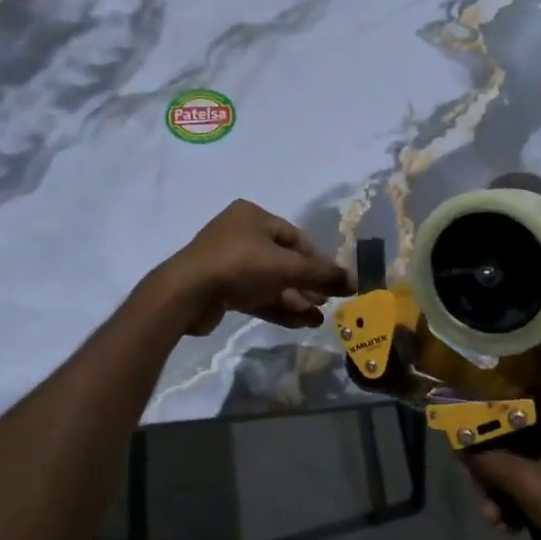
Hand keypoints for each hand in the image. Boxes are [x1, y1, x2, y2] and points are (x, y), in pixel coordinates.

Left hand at [158, 200, 351, 335]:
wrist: (186, 294)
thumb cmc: (239, 266)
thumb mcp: (286, 267)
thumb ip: (321, 274)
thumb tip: (354, 281)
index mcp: (253, 217)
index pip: (295, 237)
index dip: (319, 260)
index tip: (337, 282)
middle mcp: (240, 234)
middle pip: (284, 260)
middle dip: (307, 283)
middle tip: (328, 302)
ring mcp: (228, 262)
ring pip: (271, 280)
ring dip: (295, 299)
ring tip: (318, 320)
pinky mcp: (221, 288)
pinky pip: (256, 295)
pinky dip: (278, 307)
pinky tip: (300, 323)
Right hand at [464, 344, 540, 539]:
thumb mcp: (529, 486)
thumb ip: (491, 464)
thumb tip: (461, 450)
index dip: (532, 346)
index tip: (497, 351)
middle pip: (530, 408)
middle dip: (495, 434)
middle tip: (469, 454)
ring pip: (533, 445)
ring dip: (506, 474)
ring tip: (490, 511)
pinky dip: (525, 489)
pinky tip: (508, 524)